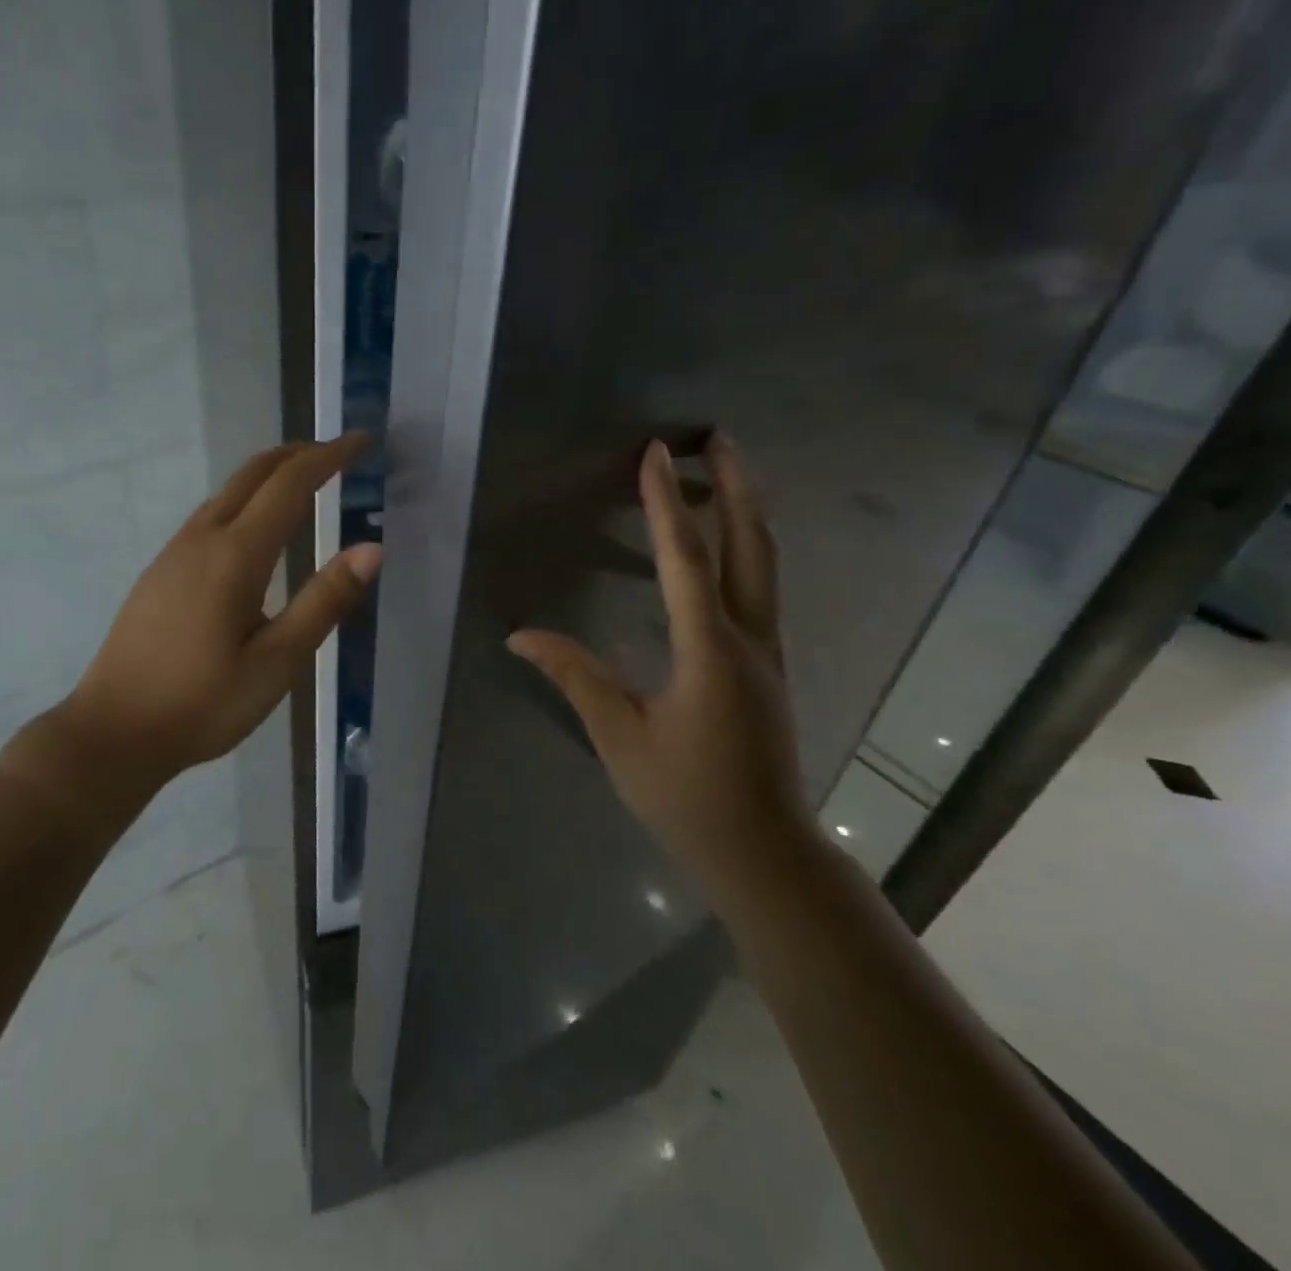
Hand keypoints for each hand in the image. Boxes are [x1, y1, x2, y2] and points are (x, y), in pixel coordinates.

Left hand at [61, 434, 382, 789]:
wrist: (113, 732)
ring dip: (269, 475)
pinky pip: (210, 514)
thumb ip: (324, 601)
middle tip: (338, 453)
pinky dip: (245, 499)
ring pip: (227, 491)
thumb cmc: (202, 704)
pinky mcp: (160, 571)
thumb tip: (371, 549)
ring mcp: (174, 553)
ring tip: (306, 482)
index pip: (290, 485)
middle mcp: (201, 539)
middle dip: (298, 454)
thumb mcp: (277, 663)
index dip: (328, 457)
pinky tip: (255, 528)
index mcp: (235, 556)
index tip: (362, 441)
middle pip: (252, 473)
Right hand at [507, 436, 810, 894]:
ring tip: (723, 474)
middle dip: (735, 486)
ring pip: (763, 565)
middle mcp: (750, 639)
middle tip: (719, 439)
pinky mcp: (769, 666)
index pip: (686, 561)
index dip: (666, 503)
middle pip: (750, 545)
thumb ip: (575, 676)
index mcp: (710, 652)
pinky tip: (725, 546)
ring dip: (744, 513)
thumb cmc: (686, 796)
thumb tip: (521, 636)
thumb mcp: (620, 736)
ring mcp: (769, 651)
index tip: (654, 453)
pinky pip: (760, 589)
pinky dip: (744, 549)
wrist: (763, 851)